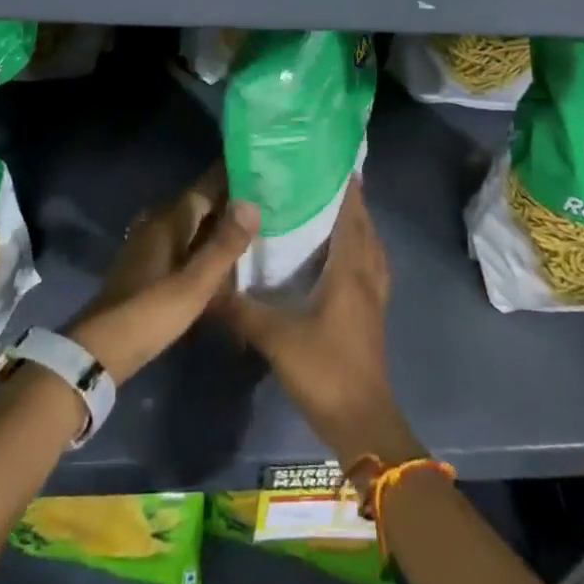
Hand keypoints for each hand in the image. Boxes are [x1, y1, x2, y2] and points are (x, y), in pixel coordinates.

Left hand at [68, 168, 258, 385]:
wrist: (101, 349)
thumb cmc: (151, 312)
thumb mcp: (195, 283)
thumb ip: (224, 244)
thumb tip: (252, 203)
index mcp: (169, 219)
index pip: (206, 184)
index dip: (233, 174)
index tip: (262, 164)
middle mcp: (158, 222)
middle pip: (200, 203)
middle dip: (230, 198)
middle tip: (268, 196)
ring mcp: (150, 244)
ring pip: (192, 224)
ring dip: (218, 222)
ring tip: (253, 224)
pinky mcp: (148, 265)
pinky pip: (184, 242)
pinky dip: (205, 243)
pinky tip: (222, 256)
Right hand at [220, 179, 421, 468]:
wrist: (361, 421)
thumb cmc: (324, 369)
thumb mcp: (276, 337)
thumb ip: (242, 310)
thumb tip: (210, 287)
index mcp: (350, 271)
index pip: (352, 217)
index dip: (347, 189)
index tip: (334, 163)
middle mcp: (367, 277)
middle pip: (365, 228)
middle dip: (352, 202)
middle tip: (325, 181)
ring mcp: (374, 297)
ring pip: (372, 249)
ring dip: (359, 227)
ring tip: (333, 212)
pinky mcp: (372, 316)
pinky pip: (370, 269)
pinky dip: (360, 252)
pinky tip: (339, 258)